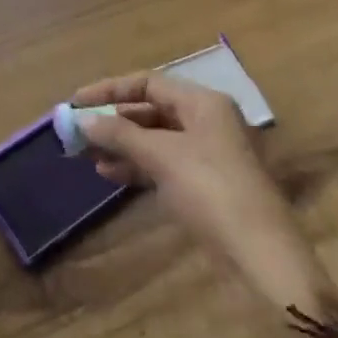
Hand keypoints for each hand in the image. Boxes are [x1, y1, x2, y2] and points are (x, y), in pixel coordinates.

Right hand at [71, 72, 337, 317]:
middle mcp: (205, 120)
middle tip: (78, 131)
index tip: (76, 102)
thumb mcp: (162, 156)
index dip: (110, 90)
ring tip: (88, 155)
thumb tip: (84, 121)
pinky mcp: (202, 184)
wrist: (260, 255)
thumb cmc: (212, 190)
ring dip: (121, 144)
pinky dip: (136, 165)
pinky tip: (108, 174)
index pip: (148, 82)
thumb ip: (121, 134)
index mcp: (203, 102)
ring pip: (154, 138)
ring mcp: (205, 153)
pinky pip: (161, 163)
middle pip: (150, 109)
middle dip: (113, 119)